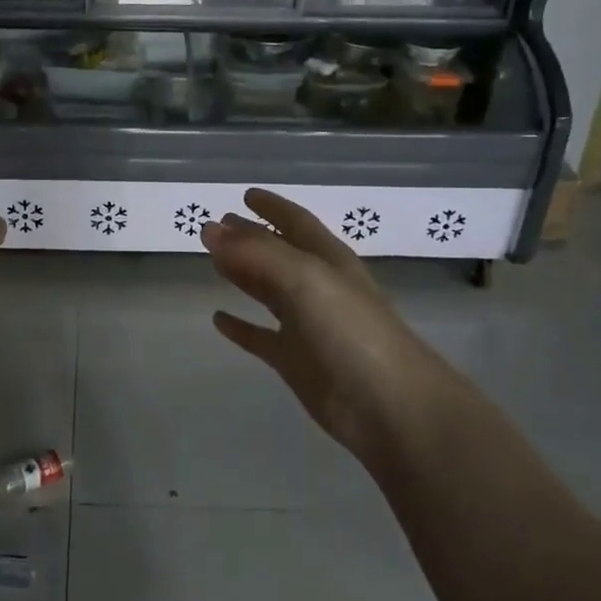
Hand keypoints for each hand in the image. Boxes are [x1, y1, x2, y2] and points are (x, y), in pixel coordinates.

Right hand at [200, 189, 462, 464]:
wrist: (389, 406)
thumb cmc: (351, 330)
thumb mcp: (305, 277)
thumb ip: (257, 252)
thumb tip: (210, 229)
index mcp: (328, 260)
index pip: (296, 222)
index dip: (273, 207)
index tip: (245, 195)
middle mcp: (318, 288)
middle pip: (278, 255)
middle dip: (250, 238)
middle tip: (215, 227)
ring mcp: (307, 327)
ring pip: (268, 293)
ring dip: (243, 275)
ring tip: (213, 261)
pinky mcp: (296, 362)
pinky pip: (261, 338)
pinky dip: (240, 327)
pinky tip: (217, 319)